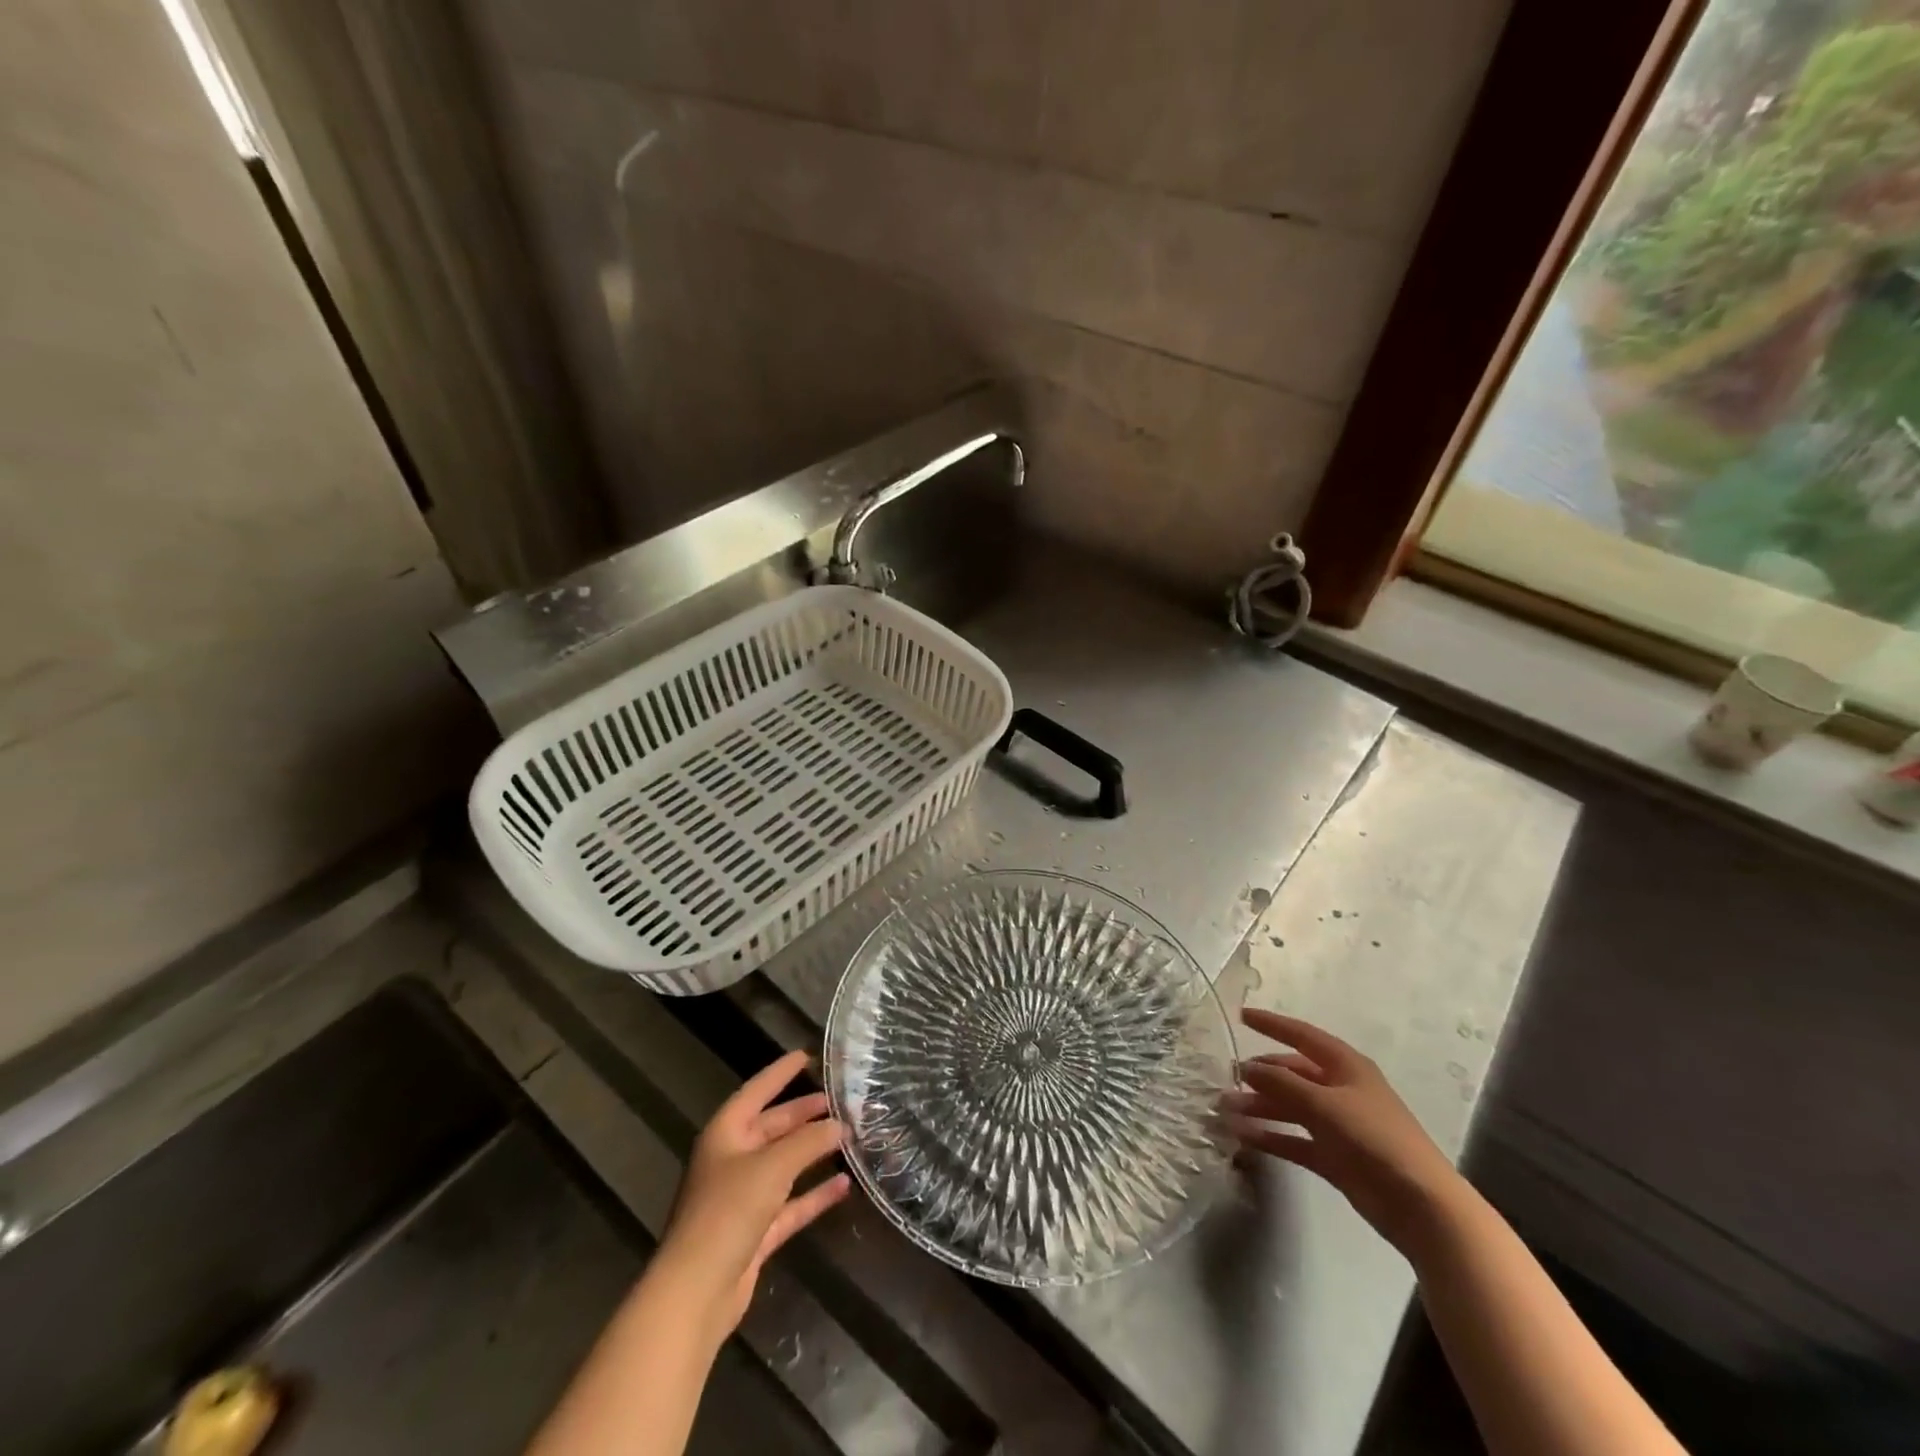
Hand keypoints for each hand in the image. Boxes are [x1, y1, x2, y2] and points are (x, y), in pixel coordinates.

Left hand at [654, 1050, 850, 1337]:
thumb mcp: (772, 1166)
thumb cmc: (728, 1212)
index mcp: (725, 1134)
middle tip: (836, 1100)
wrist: (696, 1292)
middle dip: (803, 1114)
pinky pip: (790, 1203)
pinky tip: (843, 1185)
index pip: (756, 1091)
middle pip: (772, 1128)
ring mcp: (743, 1198)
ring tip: (846, 1135)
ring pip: (784, 1164)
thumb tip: (839, 1124)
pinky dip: (814, 1194)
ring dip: (812, 1152)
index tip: (806, 1056)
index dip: (780, 1073)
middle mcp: (732, 1160)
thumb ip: (809, 1142)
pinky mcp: (755, 1233)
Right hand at [1224, 1009, 1465, 1255]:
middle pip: (1293, 1074)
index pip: (1302, 1035)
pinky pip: (1295, 1139)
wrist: (1421, 1205)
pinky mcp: (1335, 1157)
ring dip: (1260, 1108)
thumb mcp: (1324, 1104)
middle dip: (1261, 1075)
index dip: (1272, 1024)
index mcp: (1345, 1066)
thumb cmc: (1374, 1138)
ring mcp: (1338, 1124)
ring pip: (1290, 1107)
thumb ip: (1282, 1084)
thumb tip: (1246, 1068)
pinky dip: (1271, 1136)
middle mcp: (1340, 1090)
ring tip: (1226, 1111)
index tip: (1241, 1016)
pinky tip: (1244, 1138)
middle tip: (1227, 1079)